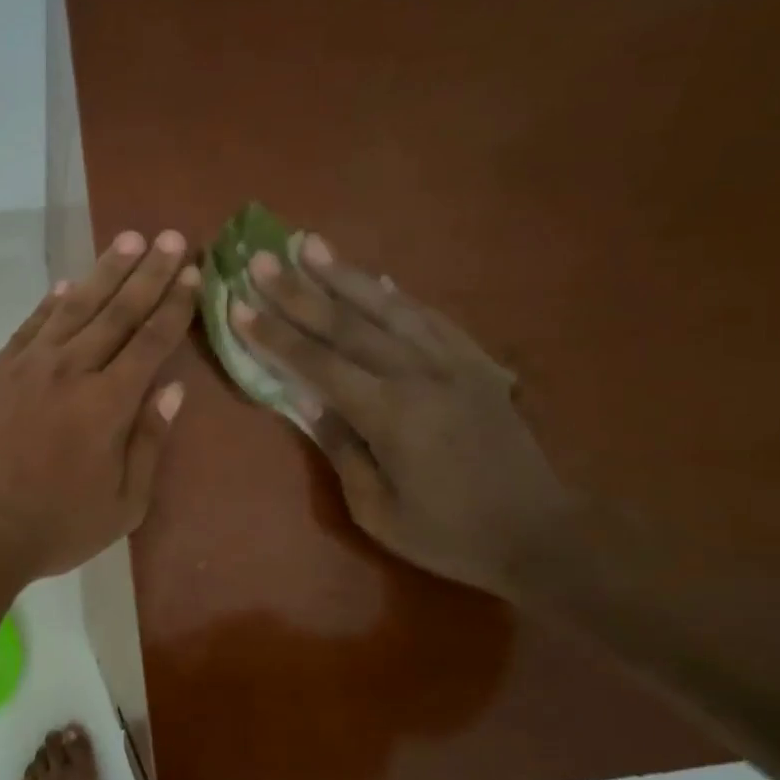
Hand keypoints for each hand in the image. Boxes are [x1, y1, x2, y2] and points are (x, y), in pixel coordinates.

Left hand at [0, 230, 198, 581]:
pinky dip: (51, 303)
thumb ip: (149, 442)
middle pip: (117, 312)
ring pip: (74, 308)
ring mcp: (28, 366)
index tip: (192, 275)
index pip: (151, 342)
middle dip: (149, 273)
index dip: (174, 306)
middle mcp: (72, 371)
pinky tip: (68, 285)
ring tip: (128, 240)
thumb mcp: (123, 504)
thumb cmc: (54, 525)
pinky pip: (30, 326)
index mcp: (109, 403)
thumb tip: (172, 390)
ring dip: (105, 272)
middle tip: (171, 239)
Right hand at [232, 235, 573, 597]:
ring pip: (388, 307)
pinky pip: (430, 317)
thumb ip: (342, 450)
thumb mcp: (378, 511)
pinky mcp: (476, 362)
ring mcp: (452, 362)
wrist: (540, 532)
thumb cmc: (449, 534)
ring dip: (344, 275)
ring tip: (309, 245)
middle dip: (298, 291)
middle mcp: (418, 374)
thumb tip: (310, 402)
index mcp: (390, 413)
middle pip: (347, 324)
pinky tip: (376, 278)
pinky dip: (397, 294)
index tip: (239, 306)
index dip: (274, 335)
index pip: (317, 363)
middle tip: (260, 260)